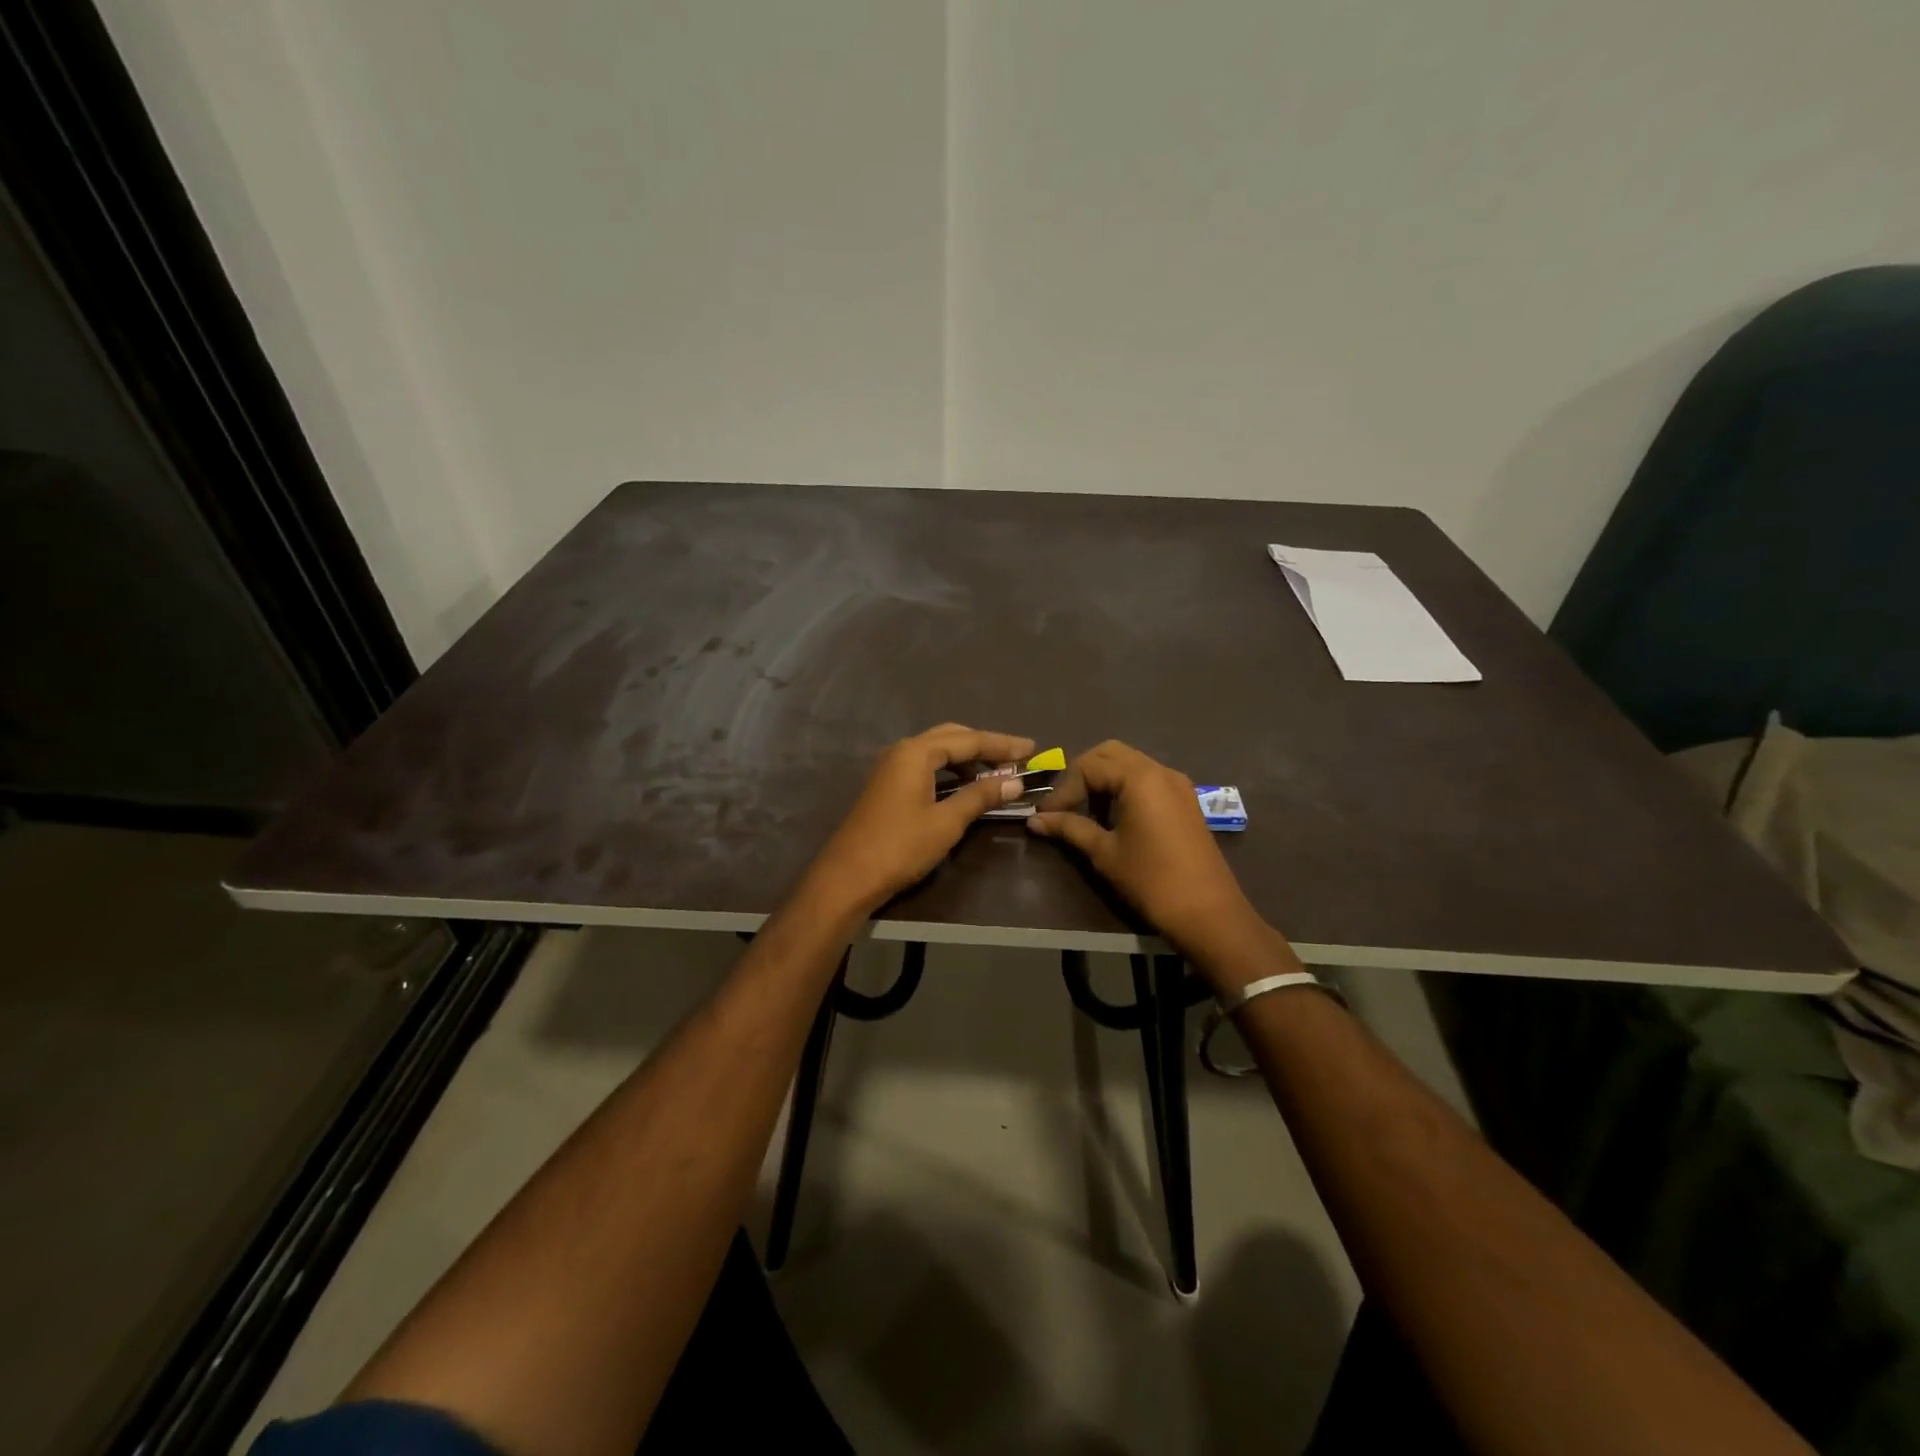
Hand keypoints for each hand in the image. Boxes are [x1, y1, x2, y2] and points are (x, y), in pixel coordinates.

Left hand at [803, 724, 1036, 915]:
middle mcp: (902, 751)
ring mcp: (891, 768)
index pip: (969, 740)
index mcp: (916, 752)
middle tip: (1016, 759)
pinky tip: (965, 787)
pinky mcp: (887, 786)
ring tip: (997, 775)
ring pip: (937, 752)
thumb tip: (1015, 781)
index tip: (1032, 749)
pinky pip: (926, 767)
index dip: (1002, 744)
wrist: (848, 877)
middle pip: (952, 738)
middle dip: (985, 746)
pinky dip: (950, 772)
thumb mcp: (946, 822)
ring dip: (967, 760)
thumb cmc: (900, 847)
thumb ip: (980, 797)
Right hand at [1028, 740, 1277, 973]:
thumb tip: (1035, 820)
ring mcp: (1178, 784)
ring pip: (1131, 764)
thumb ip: (1069, 828)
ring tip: (1085, 812)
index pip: (1089, 766)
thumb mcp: (1104, 853)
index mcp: (1139, 778)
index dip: (1063, 789)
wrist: (1208, 913)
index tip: (1047, 816)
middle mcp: (1160, 770)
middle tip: (1065, 804)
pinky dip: (1125, 787)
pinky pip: (1148, 779)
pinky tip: (1114, 817)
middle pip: (1110, 754)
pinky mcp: (1186, 801)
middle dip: (1082, 774)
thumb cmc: (1151, 880)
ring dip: (1104, 780)